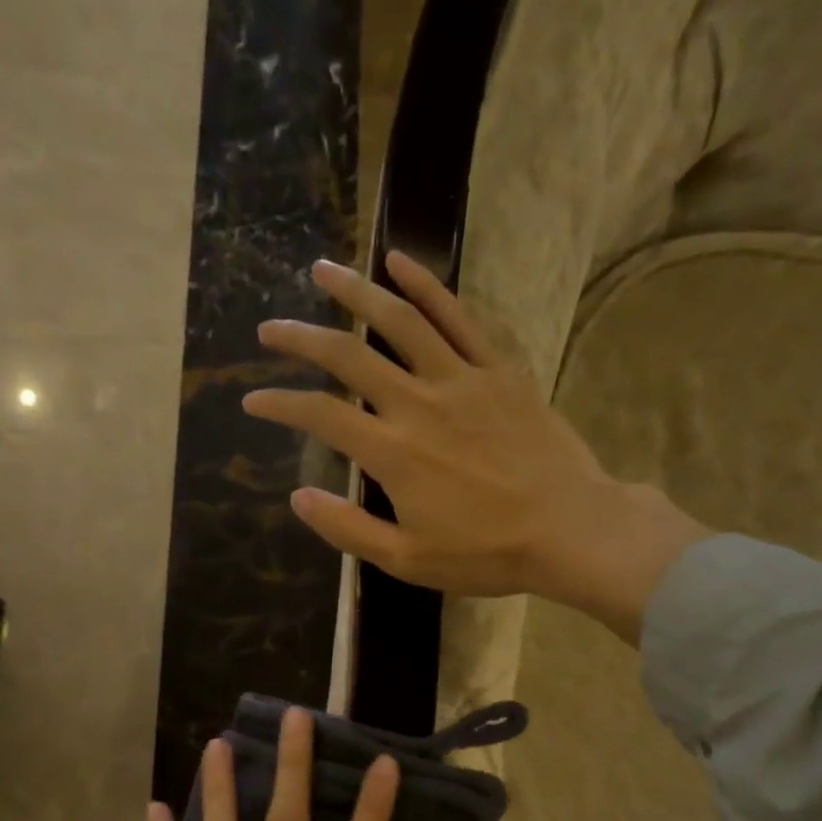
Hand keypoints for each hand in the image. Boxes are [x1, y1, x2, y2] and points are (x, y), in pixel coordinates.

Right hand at [243, 250, 710, 644]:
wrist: (569, 529)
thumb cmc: (486, 553)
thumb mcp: (407, 560)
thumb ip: (348, 528)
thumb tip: (297, 499)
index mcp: (392, 453)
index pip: (320, 416)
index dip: (279, 404)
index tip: (252, 400)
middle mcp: (418, 403)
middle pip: (348, 356)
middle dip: (301, 339)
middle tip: (270, 329)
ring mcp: (461, 379)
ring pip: (399, 320)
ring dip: (356, 292)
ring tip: (323, 271)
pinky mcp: (497, 370)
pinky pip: (457, 317)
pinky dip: (426, 285)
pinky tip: (399, 261)